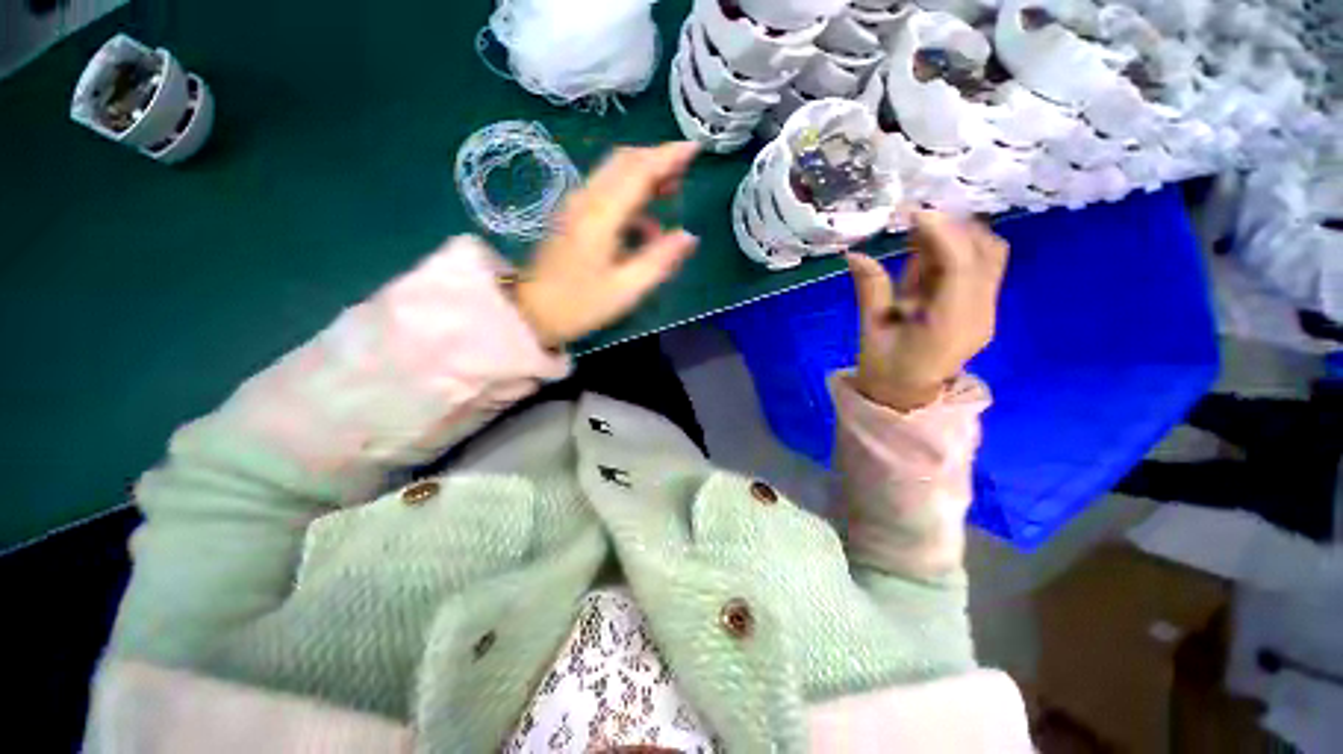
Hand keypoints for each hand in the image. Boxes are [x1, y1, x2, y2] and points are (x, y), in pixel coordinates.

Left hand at [514, 143, 700, 347]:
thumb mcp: (627, 289)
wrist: (531, 311)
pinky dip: (630, 195)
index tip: (695, 148)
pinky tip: (644, 224)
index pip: (639, 170)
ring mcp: (576, 205)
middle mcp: (587, 199)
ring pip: (614, 173)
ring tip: (670, 192)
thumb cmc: (580, 304)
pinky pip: (606, 191)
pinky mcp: (572, 216)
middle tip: (685, 170)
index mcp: (602, 214)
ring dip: (644, 175)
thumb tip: (689, 237)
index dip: (669, 156)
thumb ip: (659, 260)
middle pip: (624, 161)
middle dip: (657, 159)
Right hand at [847, 211, 1008, 411]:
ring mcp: (985, 310)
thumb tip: (854, 254)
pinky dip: (955, 252)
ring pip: (988, 255)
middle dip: (952, 227)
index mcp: (950, 324)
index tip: (911, 213)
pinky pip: (978, 268)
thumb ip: (870, 290)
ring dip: (956, 236)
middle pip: (986, 252)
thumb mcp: (871, 330)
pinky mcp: (981, 308)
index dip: (940, 232)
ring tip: (916, 235)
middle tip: (913, 220)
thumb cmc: (885, 368)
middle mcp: (979, 313)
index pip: (960, 265)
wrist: (906, 397)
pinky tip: (925, 254)